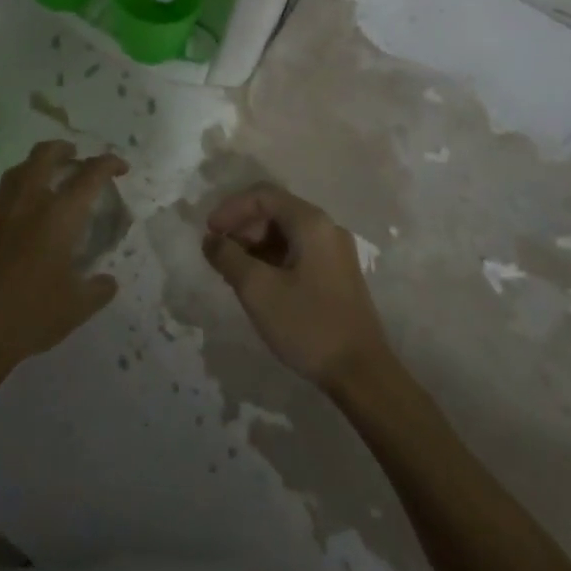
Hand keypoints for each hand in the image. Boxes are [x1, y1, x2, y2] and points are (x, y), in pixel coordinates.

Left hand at [0, 141, 126, 386]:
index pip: (89, 175)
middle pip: (44, 155)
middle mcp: (27, 203)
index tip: (119, 167)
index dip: (108, 164)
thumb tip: (107, 281)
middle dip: (63, 149)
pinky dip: (12, 200)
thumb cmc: (30, 317)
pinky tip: (16, 220)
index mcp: (58, 216)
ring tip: (45, 179)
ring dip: (34, 167)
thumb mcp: (76, 308)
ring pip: (16, 172)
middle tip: (74, 155)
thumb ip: (98, 289)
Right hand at [202, 184, 392, 388]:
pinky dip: (272, 260)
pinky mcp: (337, 275)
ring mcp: (335, 252)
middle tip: (220, 256)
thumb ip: (228, 257)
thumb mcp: (257, 290)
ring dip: (255, 246)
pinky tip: (258, 285)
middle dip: (242, 228)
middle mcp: (326, 228)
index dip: (231, 208)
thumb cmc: (308, 325)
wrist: (362, 374)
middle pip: (275, 211)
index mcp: (311, 223)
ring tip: (233, 273)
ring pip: (286, 234)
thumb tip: (211, 240)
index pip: (263, 195)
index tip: (208, 233)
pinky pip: (297, 252)